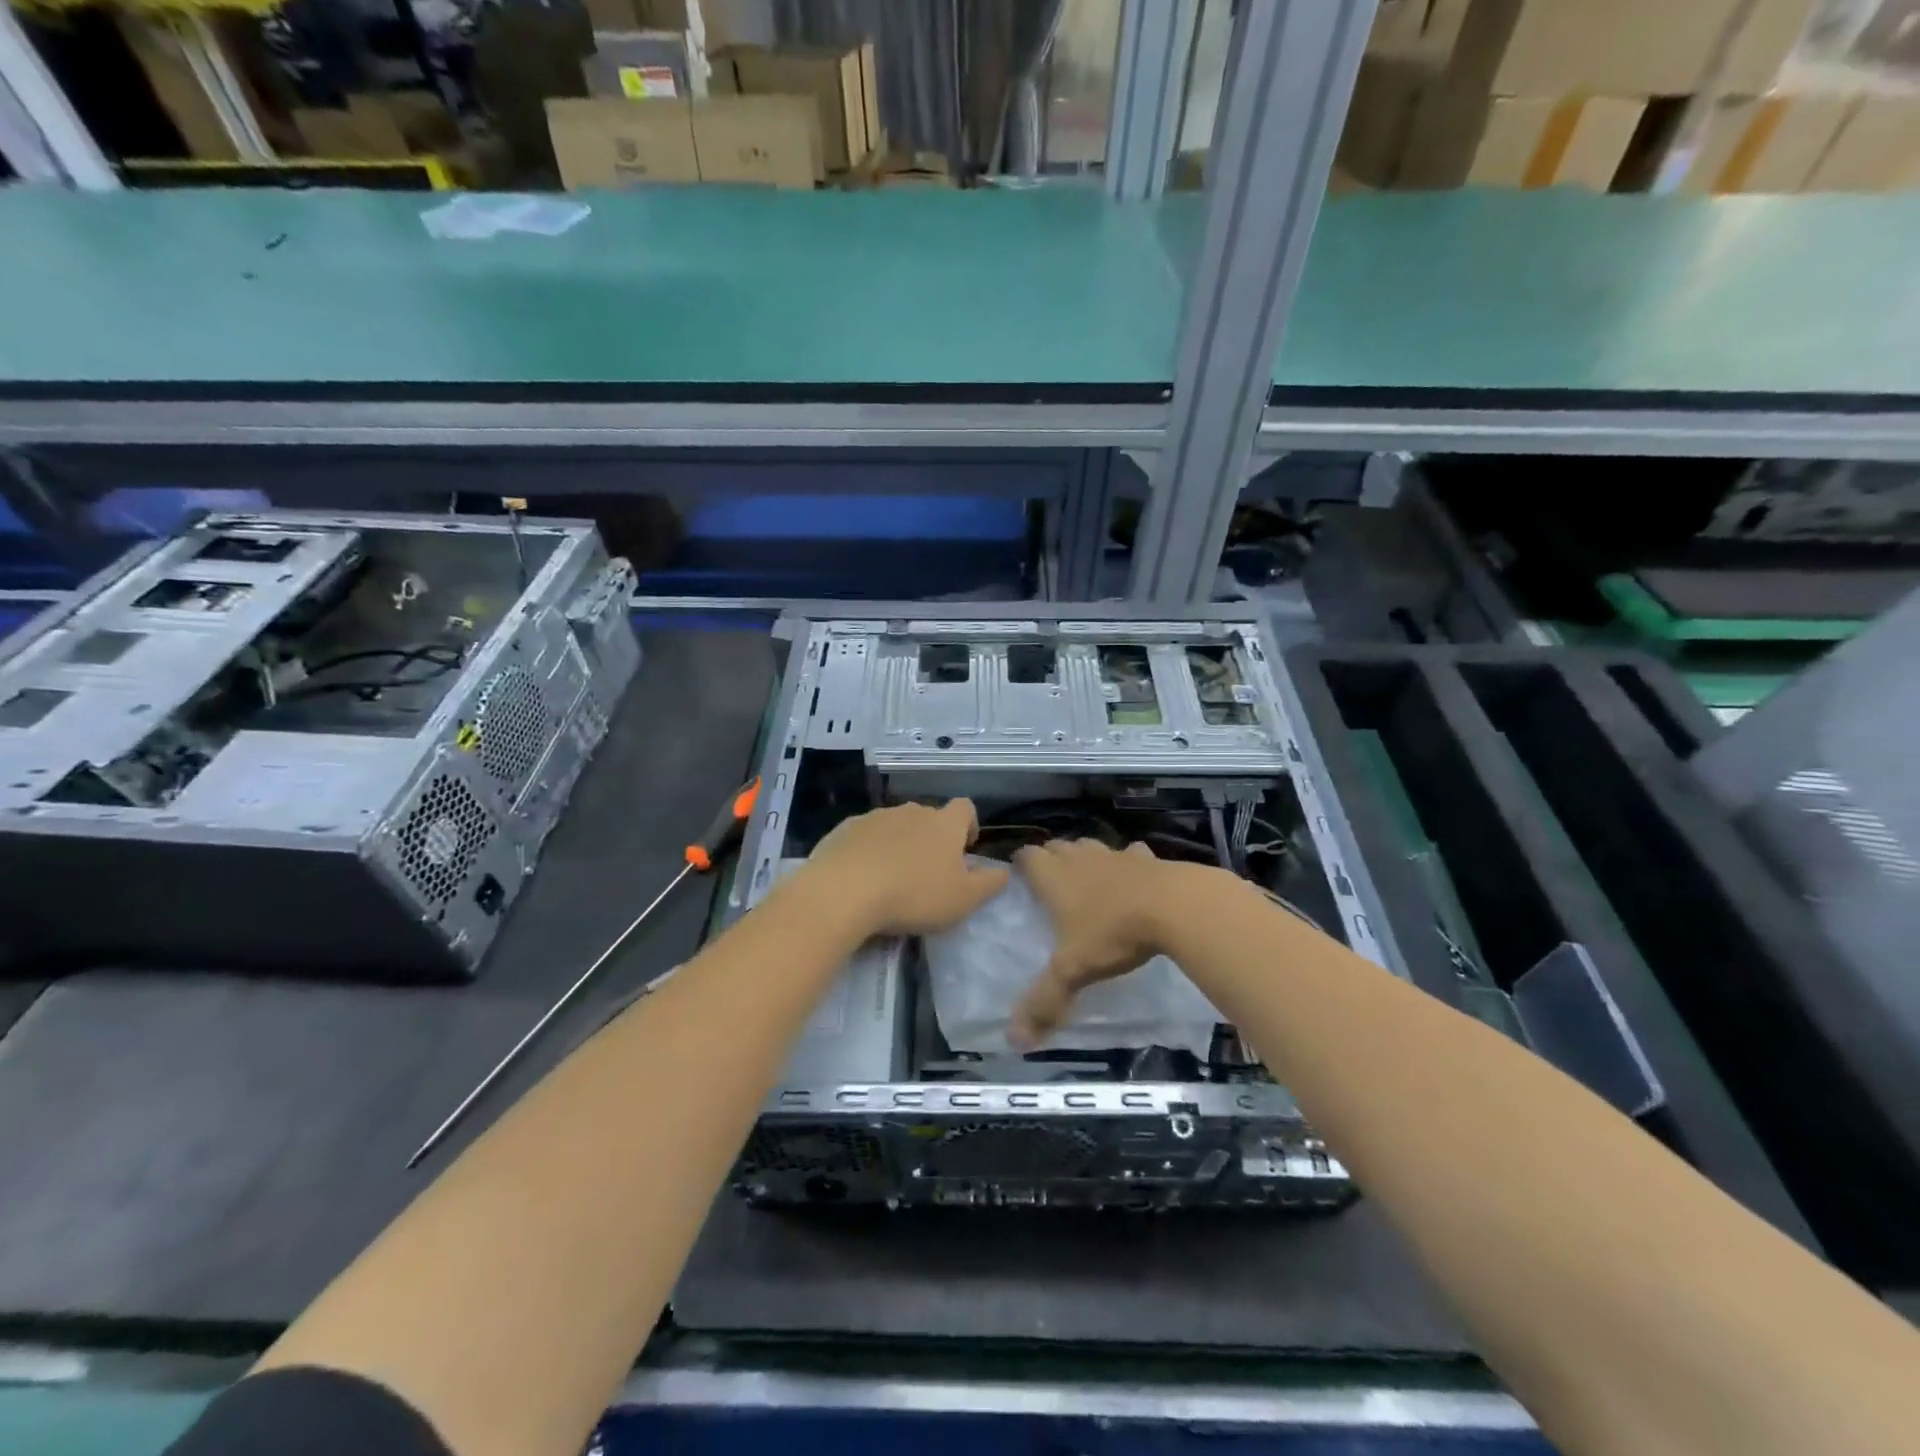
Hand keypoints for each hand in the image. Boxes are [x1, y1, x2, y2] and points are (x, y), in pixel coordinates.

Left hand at [805, 800, 1009, 937]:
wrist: (844, 890)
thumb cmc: (914, 895)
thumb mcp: (964, 899)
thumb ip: (990, 883)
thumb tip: (1004, 870)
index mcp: (944, 824)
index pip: (965, 808)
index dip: (969, 825)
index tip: (965, 848)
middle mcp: (912, 811)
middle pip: (929, 817)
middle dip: (932, 838)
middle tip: (928, 871)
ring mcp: (876, 816)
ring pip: (895, 825)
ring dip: (899, 844)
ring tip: (893, 877)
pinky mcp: (845, 828)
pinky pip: (865, 835)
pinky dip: (869, 850)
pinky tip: (863, 876)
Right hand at [1009, 839, 1174, 1047]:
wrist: (1174, 906)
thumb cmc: (1113, 933)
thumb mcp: (1074, 971)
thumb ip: (1045, 1001)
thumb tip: (1015, 1040)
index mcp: (1055, 879)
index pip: (1028, 856)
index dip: (1021, 863)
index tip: (1019, 876)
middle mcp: (1081, 860)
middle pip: (1058, 846)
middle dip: (1051, 857)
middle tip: (1050, 879)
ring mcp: (1116, 855)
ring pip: (1092, 846)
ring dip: (1085, 856)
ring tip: (1086, 876)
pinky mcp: (1148, 858)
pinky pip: (1132, 854)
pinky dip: (1129, 862)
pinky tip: (1134, 876)